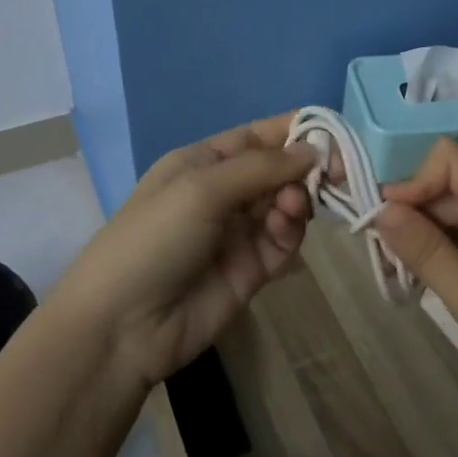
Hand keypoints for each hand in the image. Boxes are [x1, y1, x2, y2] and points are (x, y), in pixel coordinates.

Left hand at [51, 112, 316, 390]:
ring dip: (298, 198)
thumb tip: (314, 149)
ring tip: (295, 205)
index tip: (332, 132)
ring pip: (285, 203)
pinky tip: (286, 226)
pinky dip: (292, 229)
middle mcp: (223, 192)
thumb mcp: (201, 188)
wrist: (123, 326)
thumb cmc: (154, 238)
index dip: (293, 130)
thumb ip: (261, 167)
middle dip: (304, 166)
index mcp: (202, 162)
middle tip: (334, 172)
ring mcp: (238, 232)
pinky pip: (284, 240)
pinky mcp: (253, 269)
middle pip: (277, 169)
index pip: (257, 136)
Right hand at [375, 138, 457, 418]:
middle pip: (447, 188)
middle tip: (383, 262)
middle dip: (410, 214)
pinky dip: (442, 256)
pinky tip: (429, 287)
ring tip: (401, 278)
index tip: (389, 224)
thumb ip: (428, 253)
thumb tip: (381, 209)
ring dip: (423, 239)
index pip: (449, 159)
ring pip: (454, 216)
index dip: (413, 181)